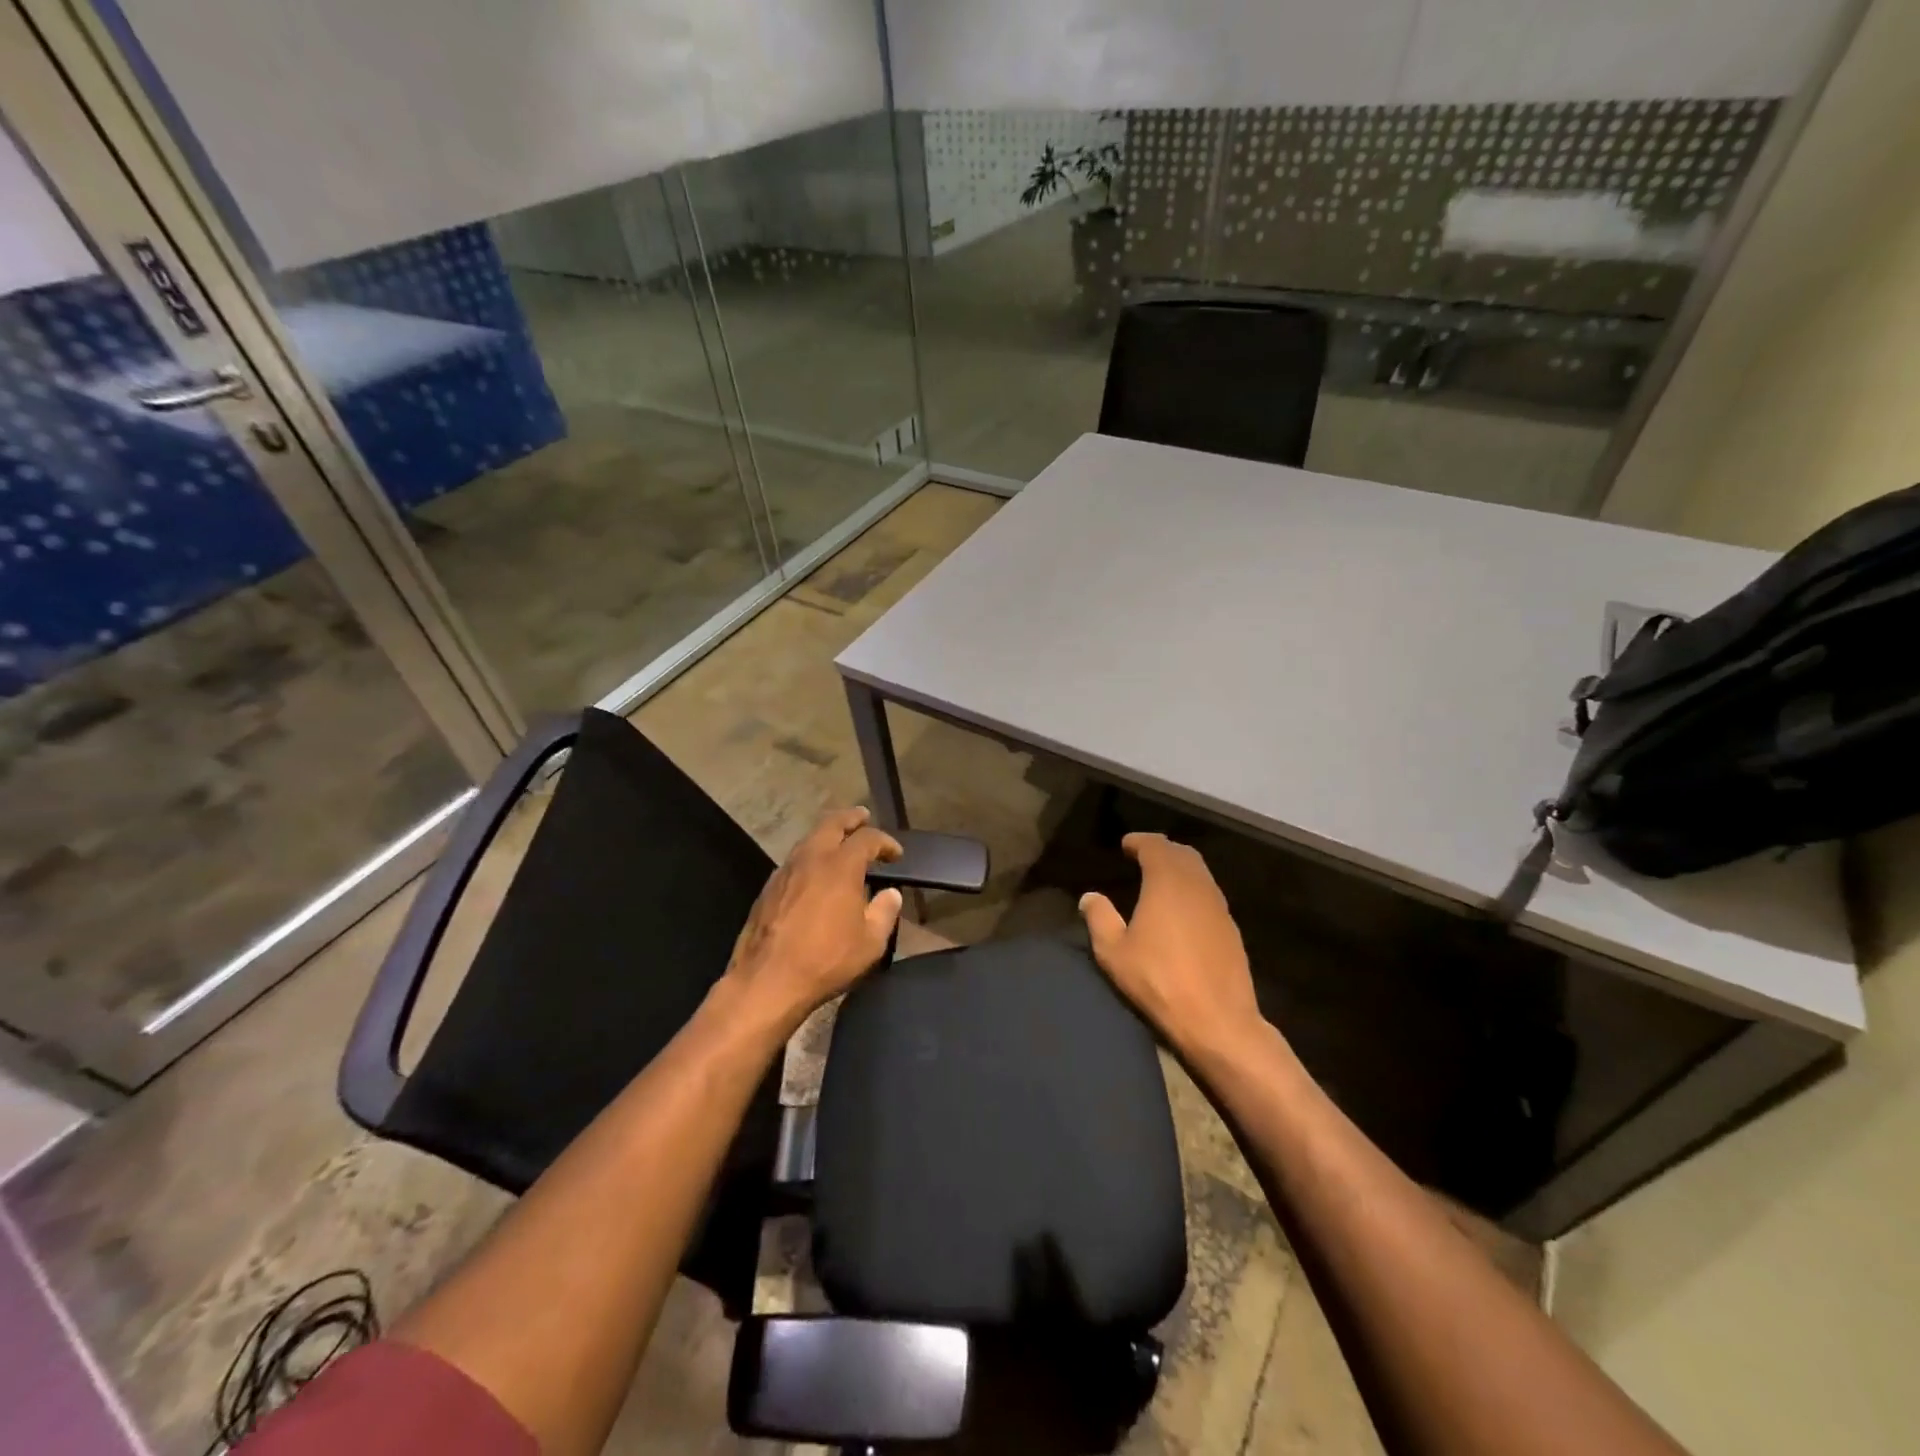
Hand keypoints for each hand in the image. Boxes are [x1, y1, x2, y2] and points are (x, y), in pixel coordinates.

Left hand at [722, 807, 903, 1033]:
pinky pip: (794, 860)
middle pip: (832, 824)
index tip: (896, 854)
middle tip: (863, 817)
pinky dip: (810, 856)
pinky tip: (814, 873)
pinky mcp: (768, 889)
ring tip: (840, 842)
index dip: (885, 842)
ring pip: (808, 839)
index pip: (867, 839)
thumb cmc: (825, 960)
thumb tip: (890, 894)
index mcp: (840, 866)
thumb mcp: (870, 943)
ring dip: (827, 835)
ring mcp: (785, 871)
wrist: (767, 981)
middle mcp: (811, 859)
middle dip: (850, 818)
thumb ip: (884, 912)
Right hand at [1079, 833, 1260, 1056]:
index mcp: (1167, 883)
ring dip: (1180, 868)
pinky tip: (1183, 910)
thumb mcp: (1114, 952)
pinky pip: (1210, 895)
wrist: (1218, 1021)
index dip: (1140, 841)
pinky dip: (1194, 890)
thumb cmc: (1159, 981)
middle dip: (1163, 850)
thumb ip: (1100, 918)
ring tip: (1161, 879)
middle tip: (1143, 855)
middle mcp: (1197, 886)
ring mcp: (1219, 907)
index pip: (1156, 847)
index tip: (1126, 844)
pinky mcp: (1231, 930)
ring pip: (1200, 873)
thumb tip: (1090, 897)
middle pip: (1183, 854)